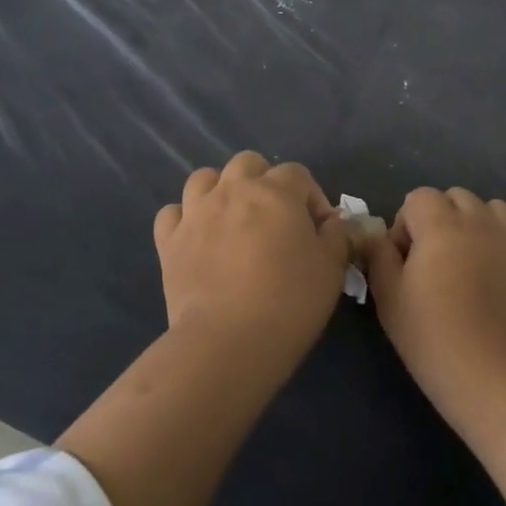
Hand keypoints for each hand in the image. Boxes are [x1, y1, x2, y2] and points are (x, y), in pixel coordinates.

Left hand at [153, 151, 354, 359]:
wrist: (228, 342)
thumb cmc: (289, 302)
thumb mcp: (331, 269)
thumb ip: (336, 236)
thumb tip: (334, 222)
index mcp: (276, 192)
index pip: (297, 173)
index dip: (312, 196)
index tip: (319, 230)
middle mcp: (233, 190)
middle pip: (248, 163)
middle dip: (264, 181)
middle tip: (274, 218)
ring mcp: (196, 213)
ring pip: (204, 178)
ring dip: (221, 190)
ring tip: (233, 220)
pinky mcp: (169, 241)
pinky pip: (172, 213)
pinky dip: (185, 218)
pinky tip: (197, 237)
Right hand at [369, 186, 505, 419]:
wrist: (492, 378)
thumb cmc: (432, 339)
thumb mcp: (388, 298)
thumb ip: (379, 256)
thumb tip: (379, 235)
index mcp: (440, 226)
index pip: (418, 197)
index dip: (406, 225)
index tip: (405, 261)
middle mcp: (480, 222)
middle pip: (457, 196)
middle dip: (441, 218)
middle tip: (434, 261)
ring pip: (496, 208)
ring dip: (480, 224)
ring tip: (472, 260)